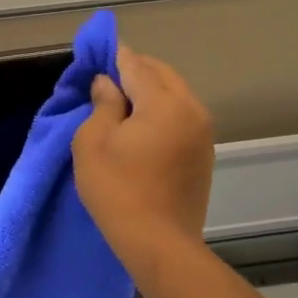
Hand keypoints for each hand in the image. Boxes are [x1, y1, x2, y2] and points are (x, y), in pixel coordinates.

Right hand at [72, 44, 214, 277]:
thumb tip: (108, 84)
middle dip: (134, 71)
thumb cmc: (117, 190)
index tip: (96, 55)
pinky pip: (181, 116)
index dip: (114, 57)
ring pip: (175, 94)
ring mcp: (203, 132)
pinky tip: (141, 129)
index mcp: (165, 103)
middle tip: (105, 82)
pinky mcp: (204, 153)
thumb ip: (102, 105)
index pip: (136, 65)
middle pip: (161, 74)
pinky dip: (162, 112)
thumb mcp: (93, 143)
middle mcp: (192, 109)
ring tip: (121, 106)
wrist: (158, 242)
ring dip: (150, 92)